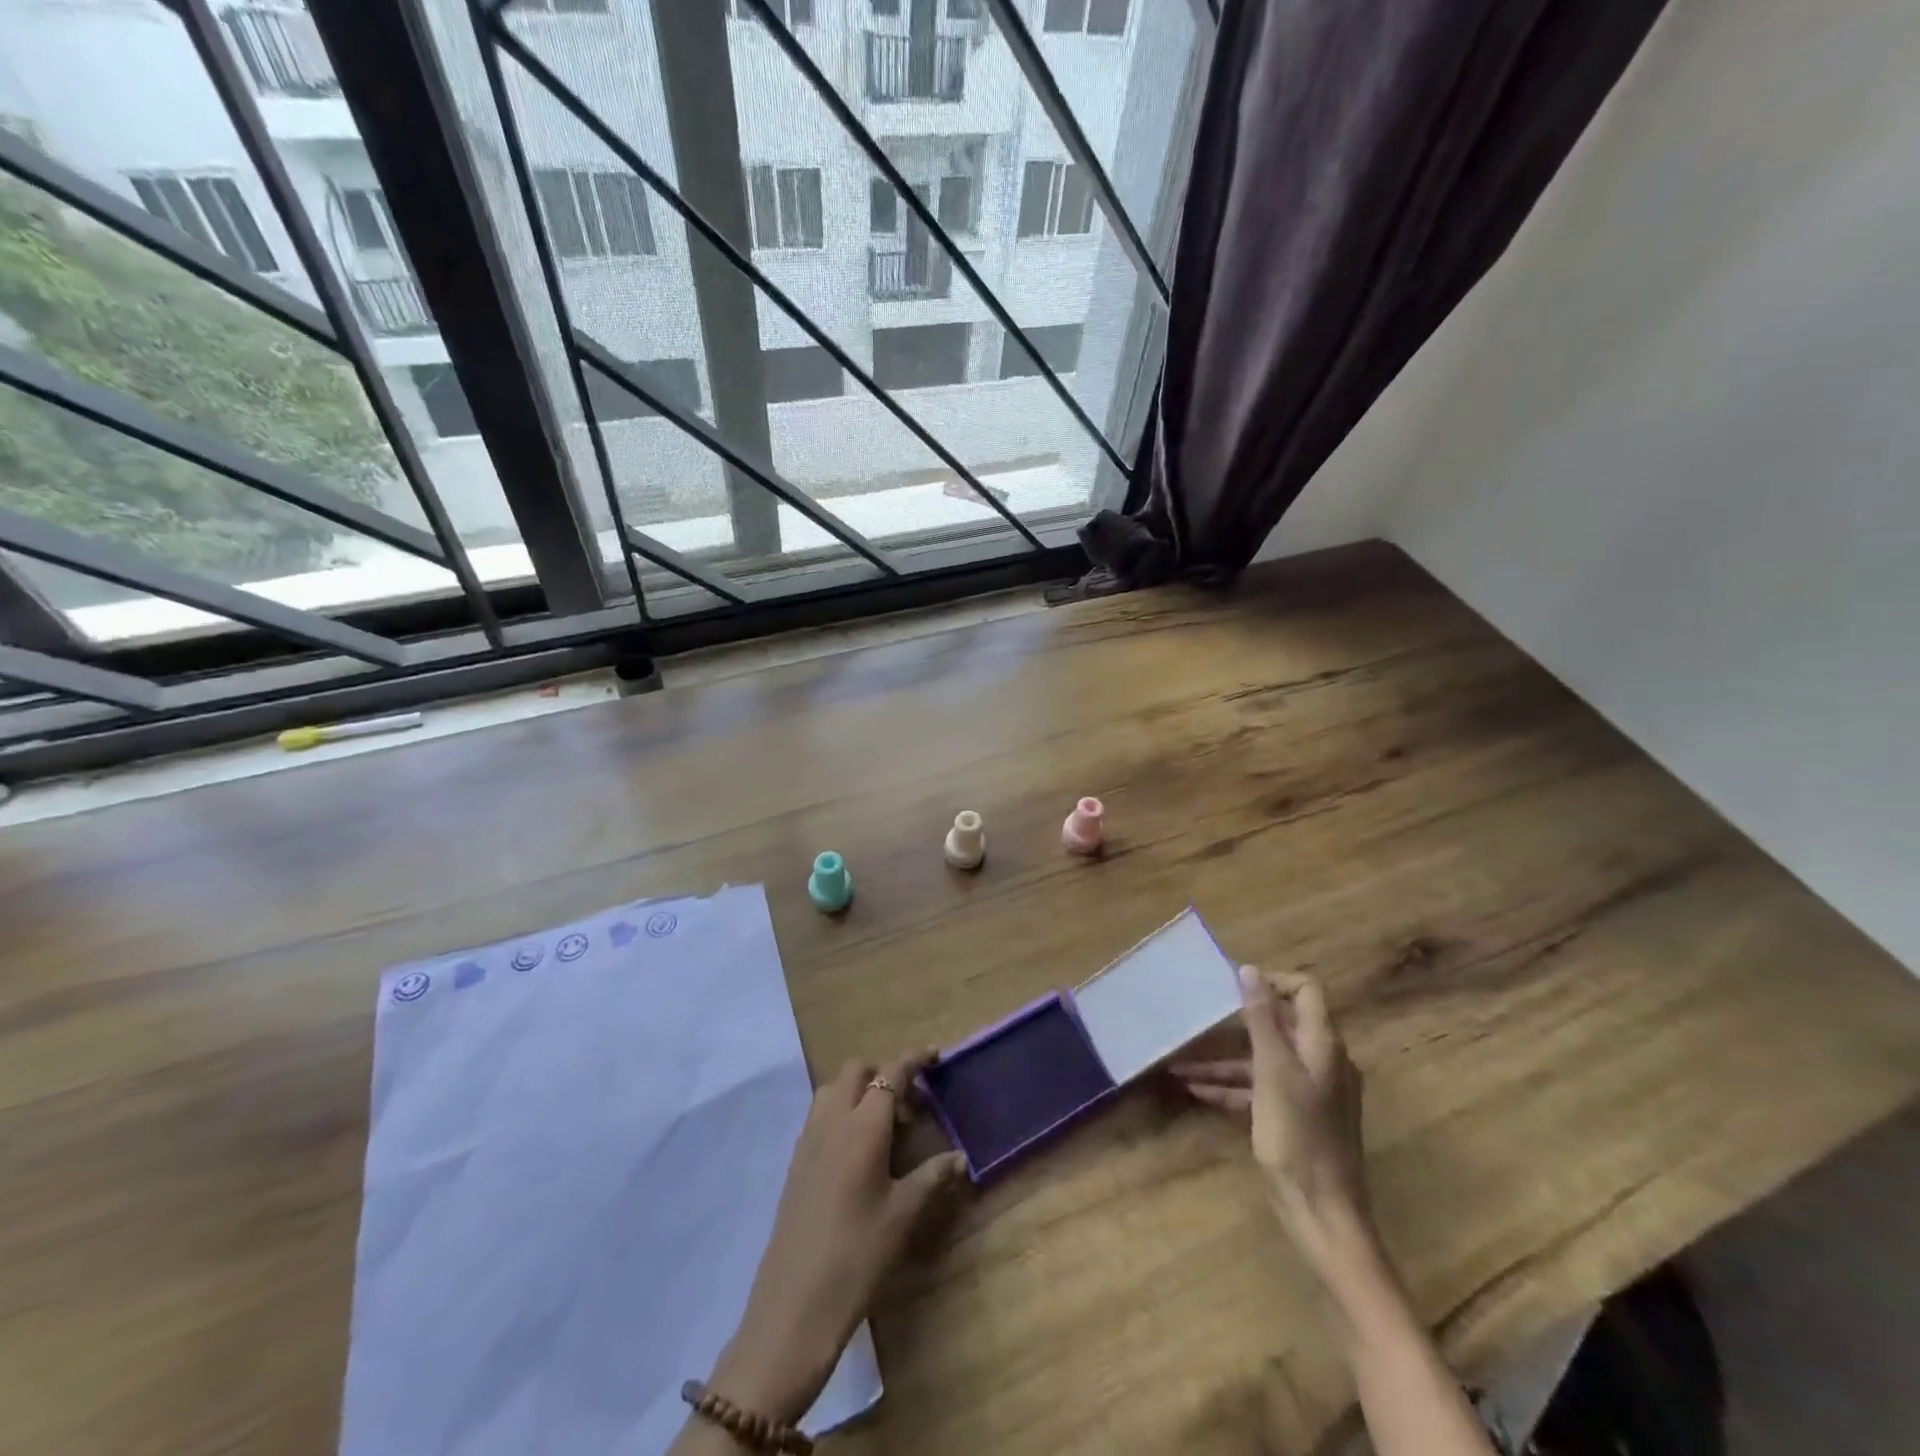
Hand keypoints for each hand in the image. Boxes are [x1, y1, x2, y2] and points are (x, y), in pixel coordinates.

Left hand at [709, 1051, 969, 1424]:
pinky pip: (820, 1116)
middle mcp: (833, 1121)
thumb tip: (960, 1158)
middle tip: (910, 1104)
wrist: (795, 1304)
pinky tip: (857, 1153)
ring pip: (833, 1090)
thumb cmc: (858, 1254)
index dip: (914, 1059)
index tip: (935, 1055)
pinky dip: (841, 1113)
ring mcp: (808, 1140)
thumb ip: (932, 1177)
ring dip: (859, 1091)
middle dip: (884, 1072)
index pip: (891, 1073)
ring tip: (884, 1127)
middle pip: (856, 1072)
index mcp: (863, 1126)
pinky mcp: (795, 1163)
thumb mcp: (904, 1215)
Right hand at [1170, 967, 1372, 1271]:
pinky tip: (1195, 1091)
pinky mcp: (1294, 1116)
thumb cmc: (1298, 1138)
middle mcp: (1319, 1061)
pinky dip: (1230, 1087)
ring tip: (1178, 1063)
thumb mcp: (1273, 1073)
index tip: (1232, 986)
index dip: (1272, 982)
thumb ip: (1261, 1020)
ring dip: (1222, 1060)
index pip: (1305, 991)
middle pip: (1278, 1024)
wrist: (1323, 1215)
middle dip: (1234, 1021)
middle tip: (1197, 1016)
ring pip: (1261, 1060)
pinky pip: (1259, 1089)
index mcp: (1322, 1045)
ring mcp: (1307, 1091)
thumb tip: (1249, 970)